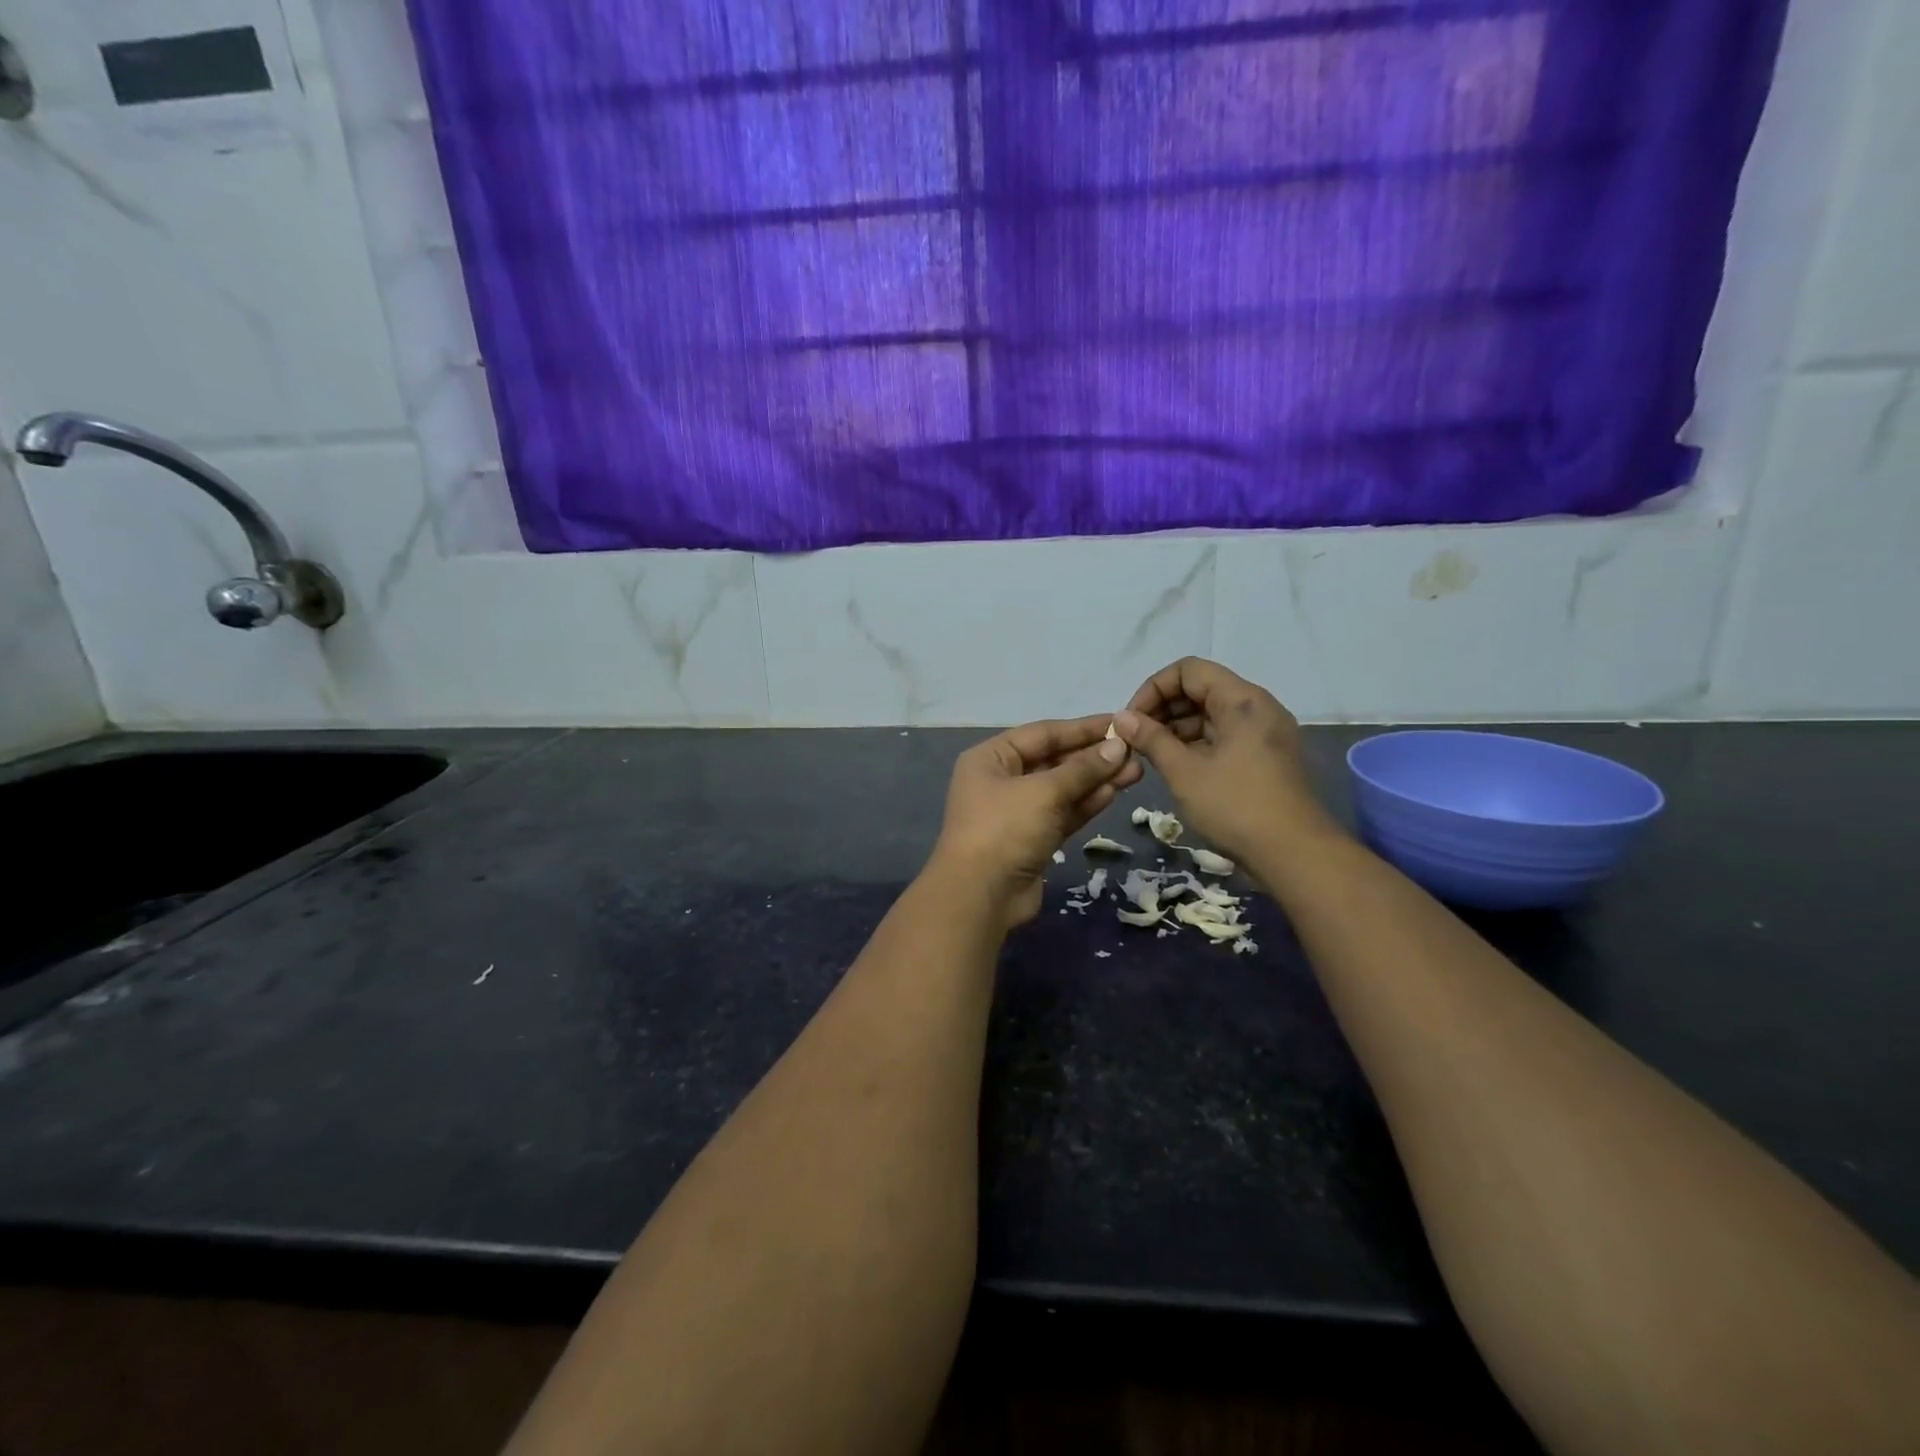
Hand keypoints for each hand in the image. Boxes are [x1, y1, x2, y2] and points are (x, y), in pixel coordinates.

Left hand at [929, 715, 1143, 928]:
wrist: (980, 896)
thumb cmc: (1005, 829)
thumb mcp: (1044, 792)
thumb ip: (1082, 769)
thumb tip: (1117, 747)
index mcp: (991, 758)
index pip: (1043, 733)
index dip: (1082, 728)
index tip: (1119, 722)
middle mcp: (1002, 780)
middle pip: (1054, 760)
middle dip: (1093, 757)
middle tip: (1135, 751)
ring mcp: (1017, 812)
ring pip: (1062, 789)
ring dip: (1096, 780)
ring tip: (1136, 771)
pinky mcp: (1033, 839)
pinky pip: (1063, 813)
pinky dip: (1086, 803)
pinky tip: (1115, 792)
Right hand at [1113, 658, 1341, 868]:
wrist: (1294, 855)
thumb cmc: (1235, 806)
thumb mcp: (1184, 772)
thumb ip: (1151, 739)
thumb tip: (1121, 718)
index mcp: (1241, 700)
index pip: (1188, 670)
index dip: (1153, 688)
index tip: (1132, 720)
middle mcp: (1257, 707)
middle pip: (1200, 689)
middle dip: (1163, 709)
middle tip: (1136, 739)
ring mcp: (1264, 733)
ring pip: (1211, 714)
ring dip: (1177, 728)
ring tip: (1150, 755)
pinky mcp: (1265, 756)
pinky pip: (1224, 735)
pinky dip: (1197, 744)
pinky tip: (1176, 767)